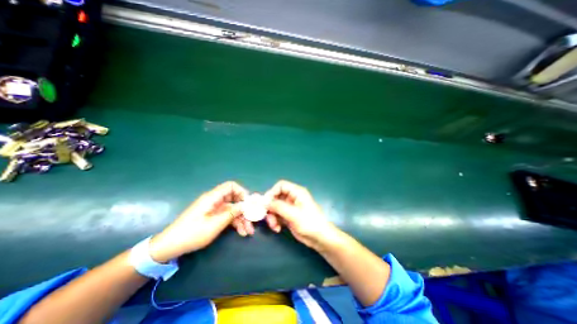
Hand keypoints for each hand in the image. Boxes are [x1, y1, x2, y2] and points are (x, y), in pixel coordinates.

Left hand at [148, 182, 247, 263]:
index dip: (241, 191)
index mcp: (213, 197)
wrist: (169, 247)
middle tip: (252, 220)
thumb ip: (231, 213)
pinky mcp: (213, 217)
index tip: (249, 203)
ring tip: (248, 231)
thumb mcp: (214, 224)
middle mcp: (215, 201)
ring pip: (233, 209)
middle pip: (234, 199)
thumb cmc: (192, 234)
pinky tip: (241, 232)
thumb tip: (245, 205)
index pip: (231, 186)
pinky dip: (235, 223)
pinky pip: (228, 216)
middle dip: (244, 209)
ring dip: (241, 219)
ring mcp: (214, 209)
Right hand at [263, 179, 338, 250]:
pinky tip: (277, 229)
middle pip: (276, 197)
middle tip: (267, 217)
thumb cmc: (310, 223)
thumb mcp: (293, 214)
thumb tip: (264, 201)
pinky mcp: (288, 216)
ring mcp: (290, 207)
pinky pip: (277, 215)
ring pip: (275, 207)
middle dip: (271, 207)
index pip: (281, 185)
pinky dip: (275, 221)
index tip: (265, 203)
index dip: (272, 192)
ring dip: (272, 216)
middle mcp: (292, 198)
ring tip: (274, 226)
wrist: (319, 238)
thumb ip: (278, 206)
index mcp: (296, 192)